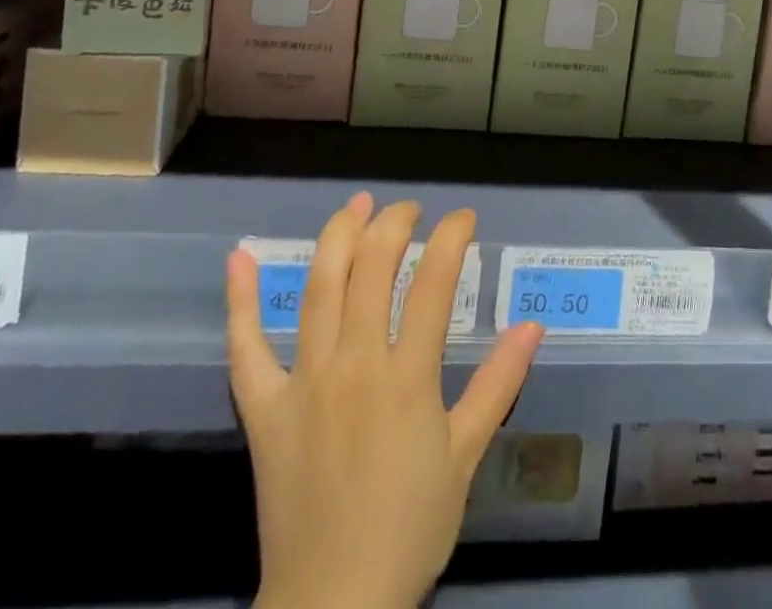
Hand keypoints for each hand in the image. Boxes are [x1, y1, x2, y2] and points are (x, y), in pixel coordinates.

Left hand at [228, 193, 544, 608]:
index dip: (452, 238)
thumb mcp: (465, 456)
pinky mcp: (264, 408)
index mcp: (407, 377)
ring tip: (357, 204)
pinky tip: (239, 258)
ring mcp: (304, 381)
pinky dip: (241, 301)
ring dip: (338, 236)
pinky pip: (246, 347)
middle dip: (395, 224)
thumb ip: (498, 384)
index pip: (434, 282)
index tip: (463, 219)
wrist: (333, 606)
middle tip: (410, 211)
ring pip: (320, 288)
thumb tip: (533, 326)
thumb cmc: (408, 529)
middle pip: (373, 268)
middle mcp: (355, 363)